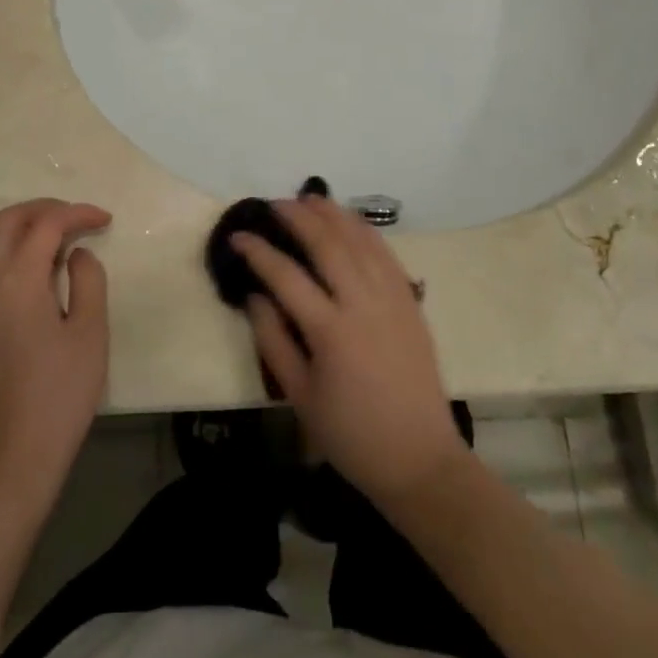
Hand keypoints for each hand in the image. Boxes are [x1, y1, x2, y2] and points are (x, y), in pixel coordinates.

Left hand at [0, 198, 111, 507]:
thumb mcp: (91, 334)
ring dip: (22, 228)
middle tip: (78, 219)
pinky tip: (36, 273)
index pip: (46, 225)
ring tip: (57, 240)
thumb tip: (76, 254)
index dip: (77, 213)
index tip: (105, 220)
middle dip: (44, 209)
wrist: (13, 453)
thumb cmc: (60, 393)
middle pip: (7, 221)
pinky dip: (9, 251)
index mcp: (19, 281)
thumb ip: (88, 281)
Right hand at [232, 196, 470, 507]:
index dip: (258, 251)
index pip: (285, 276)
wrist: (419, 458)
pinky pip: (386, 254)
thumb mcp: (298, 395)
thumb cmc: (350, 435)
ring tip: (309, 198)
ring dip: (333, 214)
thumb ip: (273, 340)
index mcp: (331, 332)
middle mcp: (363, 304)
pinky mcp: (411, 302)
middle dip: (297, 217)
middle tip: (273, 203)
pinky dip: (365, 231)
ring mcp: (392, 299)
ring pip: (360, 240)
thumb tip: (254, 295)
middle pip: (327, 244)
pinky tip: (350, 221)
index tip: (238, 235)